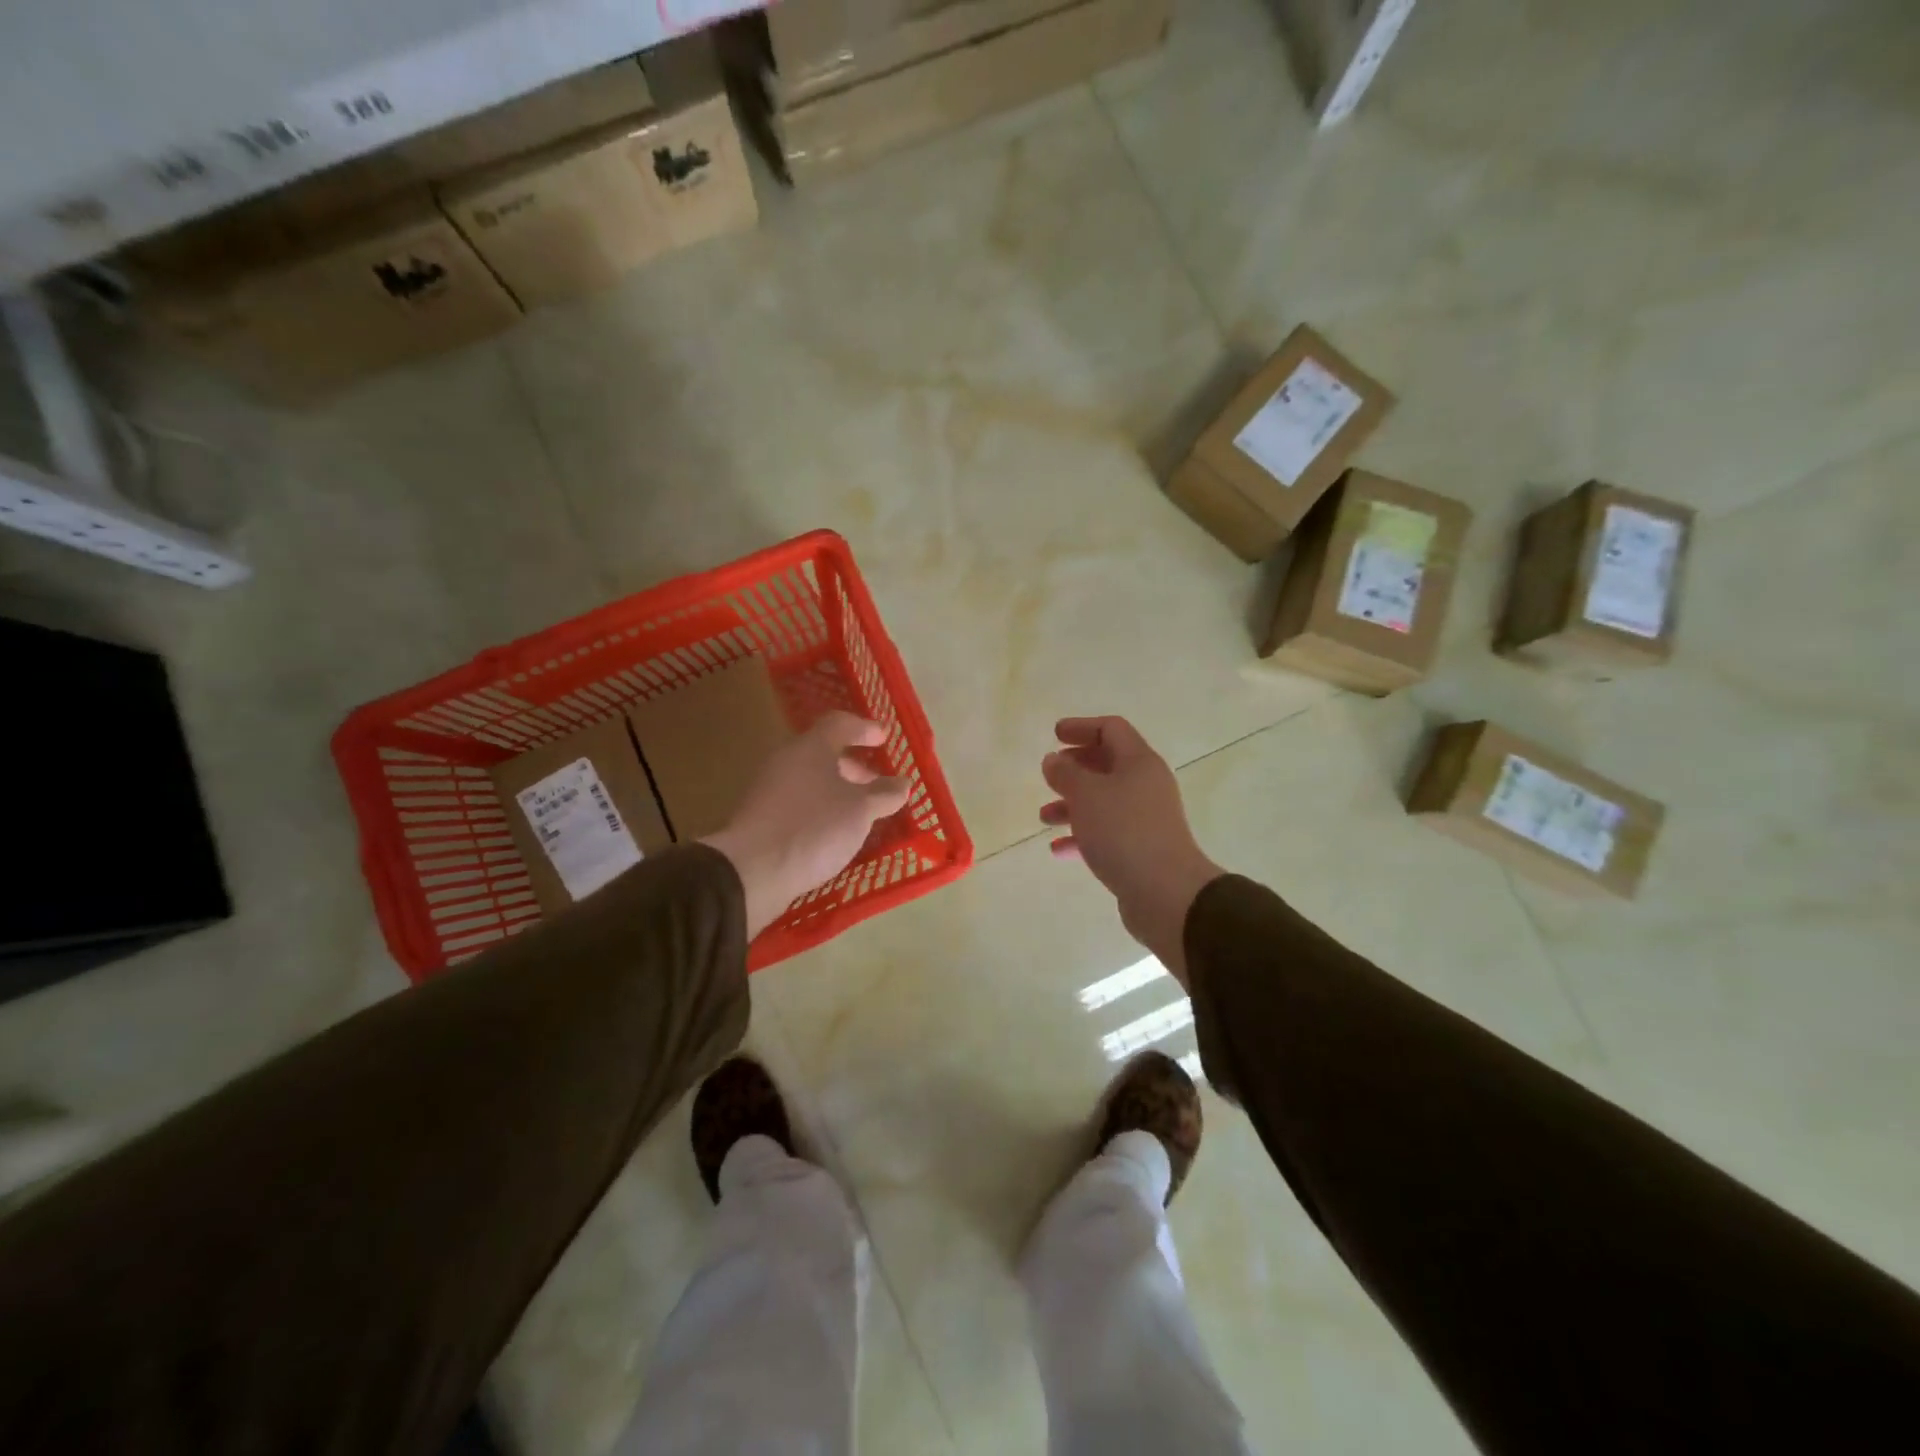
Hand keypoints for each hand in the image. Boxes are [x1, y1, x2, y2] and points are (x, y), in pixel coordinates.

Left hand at [703, 712, 909, 937]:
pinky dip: (821, 809)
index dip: (864, 729)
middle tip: (876, 785)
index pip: (839, 724)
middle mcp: (786, 761)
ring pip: (811, 780)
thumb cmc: (814, 828)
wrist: (751, 870)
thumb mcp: (860, 811)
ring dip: (838, 791)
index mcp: (811, 747)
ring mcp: (769, 789)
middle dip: (854, 767)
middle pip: (823, 753)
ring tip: (860, 815)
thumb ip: (884, 794)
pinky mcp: (761, 817)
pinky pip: (799, 803)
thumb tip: (902, 783)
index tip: (883, 739)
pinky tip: (834, 833)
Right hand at [1040, 716, 1221, 987]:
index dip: (1082, 727)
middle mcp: (1146, 785)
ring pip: (1104, 801)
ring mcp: (1145, 818)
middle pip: (1109, 764)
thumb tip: (1053, 760)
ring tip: (1044, 817)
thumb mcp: (1086, 795)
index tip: (1055, 734)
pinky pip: (1106, 833)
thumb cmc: (1123, 832)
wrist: (1165, 893)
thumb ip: (1065, 773)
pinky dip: (1082, 835)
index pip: (1111, 729)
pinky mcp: (1141, 849)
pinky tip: (1059, 849)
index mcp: (1139, 762)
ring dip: (1073, 804)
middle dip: (1076, 767)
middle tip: (1050, 773)